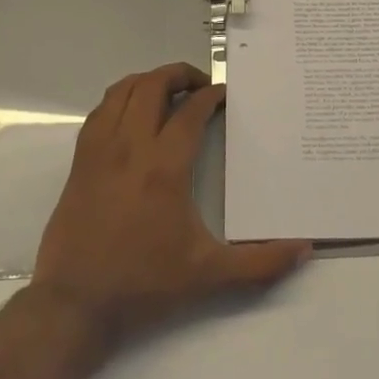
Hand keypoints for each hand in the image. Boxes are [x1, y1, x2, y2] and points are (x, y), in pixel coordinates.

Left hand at [32, 63, 311, 341]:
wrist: (74, 304)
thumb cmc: (144, 284)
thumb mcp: (208, 276)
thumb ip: (260, 263)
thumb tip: (304, 249)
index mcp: (164, 167)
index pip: (191, 111)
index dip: (211, 96)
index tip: (224, 95)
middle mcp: (130, 147)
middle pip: (153, 86)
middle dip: (179, 74)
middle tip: (200, 85)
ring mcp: (100, 151)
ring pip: (122, 91)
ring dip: (148, 81)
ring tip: (168, 90)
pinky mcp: (80, 162)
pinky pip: (99, 112)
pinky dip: (119, 99)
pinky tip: (131, 114)